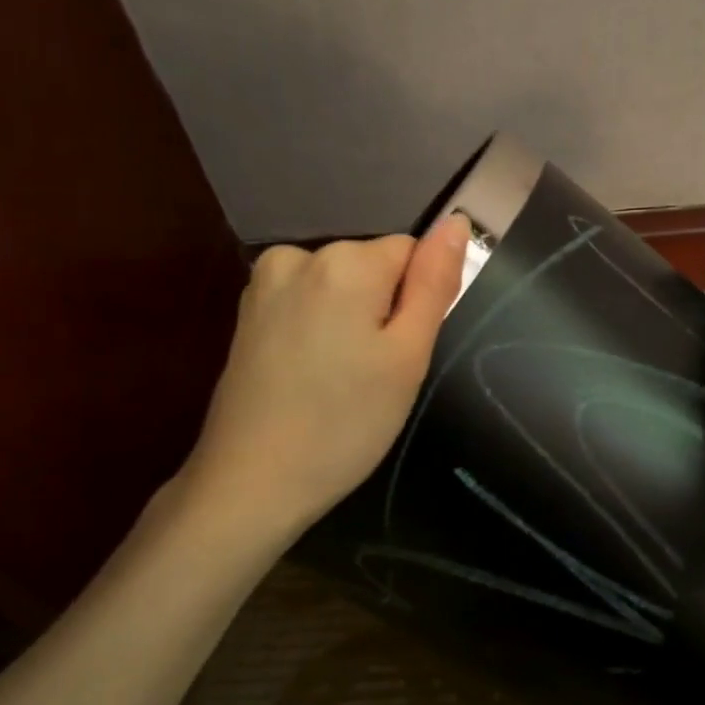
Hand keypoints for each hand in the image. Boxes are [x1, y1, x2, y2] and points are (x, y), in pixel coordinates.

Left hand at [169, 217, 470, 557]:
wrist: (251, 482)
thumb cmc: (345, 422)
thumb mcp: (408, 356)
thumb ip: (434, 282)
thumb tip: (457, 222)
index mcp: (345, 262)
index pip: (412, 253)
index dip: (416, 302)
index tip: (400, 353)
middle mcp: (299, 255)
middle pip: (373, 266)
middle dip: (383, 310)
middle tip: (373, 374)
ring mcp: (265, 282)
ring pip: (341, 285)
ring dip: (351, 321)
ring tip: (340, 379)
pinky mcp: (247, 311)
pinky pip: (308, 301)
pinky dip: (319, 329)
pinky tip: (310, 375)